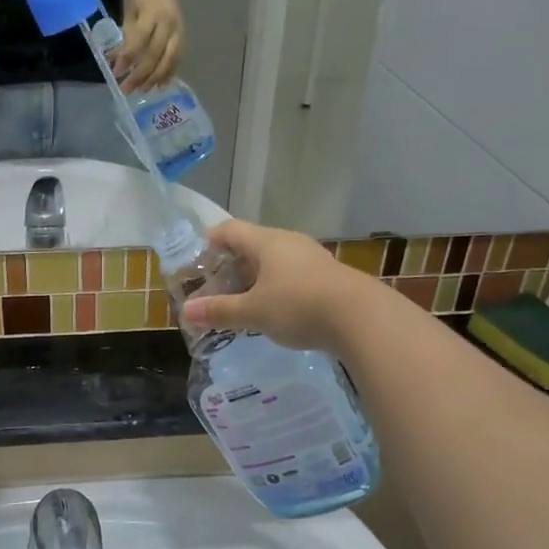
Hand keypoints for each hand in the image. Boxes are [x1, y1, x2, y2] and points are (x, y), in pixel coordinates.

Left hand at [116, 0, 183, 91]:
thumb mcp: (129, 13)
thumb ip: (125, 37)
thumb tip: (113, 61)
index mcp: (152, 14)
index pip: (139, 39)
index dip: (128, 56)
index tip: (117, 72)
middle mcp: (168, 23)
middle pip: (156, 53)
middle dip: (141, 73)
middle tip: (127, 89)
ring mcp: (178, 31)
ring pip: (169, 59)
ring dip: (156, 77)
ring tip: (144, 91)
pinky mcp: (183, 37)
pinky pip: (177, 59)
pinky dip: (169, 73)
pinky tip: (160, 85)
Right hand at [179, 220, 376, 355]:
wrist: (362, 318)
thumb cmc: (298, 306)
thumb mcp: (253, 312)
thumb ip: (219, 311)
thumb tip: (186, 312)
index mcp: (265, 241)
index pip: (228, 230)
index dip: (209, 243)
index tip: (197, 265)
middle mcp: (288, 241)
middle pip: (251, 244)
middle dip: (231, 266)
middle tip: (216, 289)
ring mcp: (311, 257)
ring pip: (274, 260)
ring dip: (256, 278)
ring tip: (245, 302)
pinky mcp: (329, 275)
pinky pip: (293, 274)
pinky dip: (278, 287)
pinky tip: (278, 311)